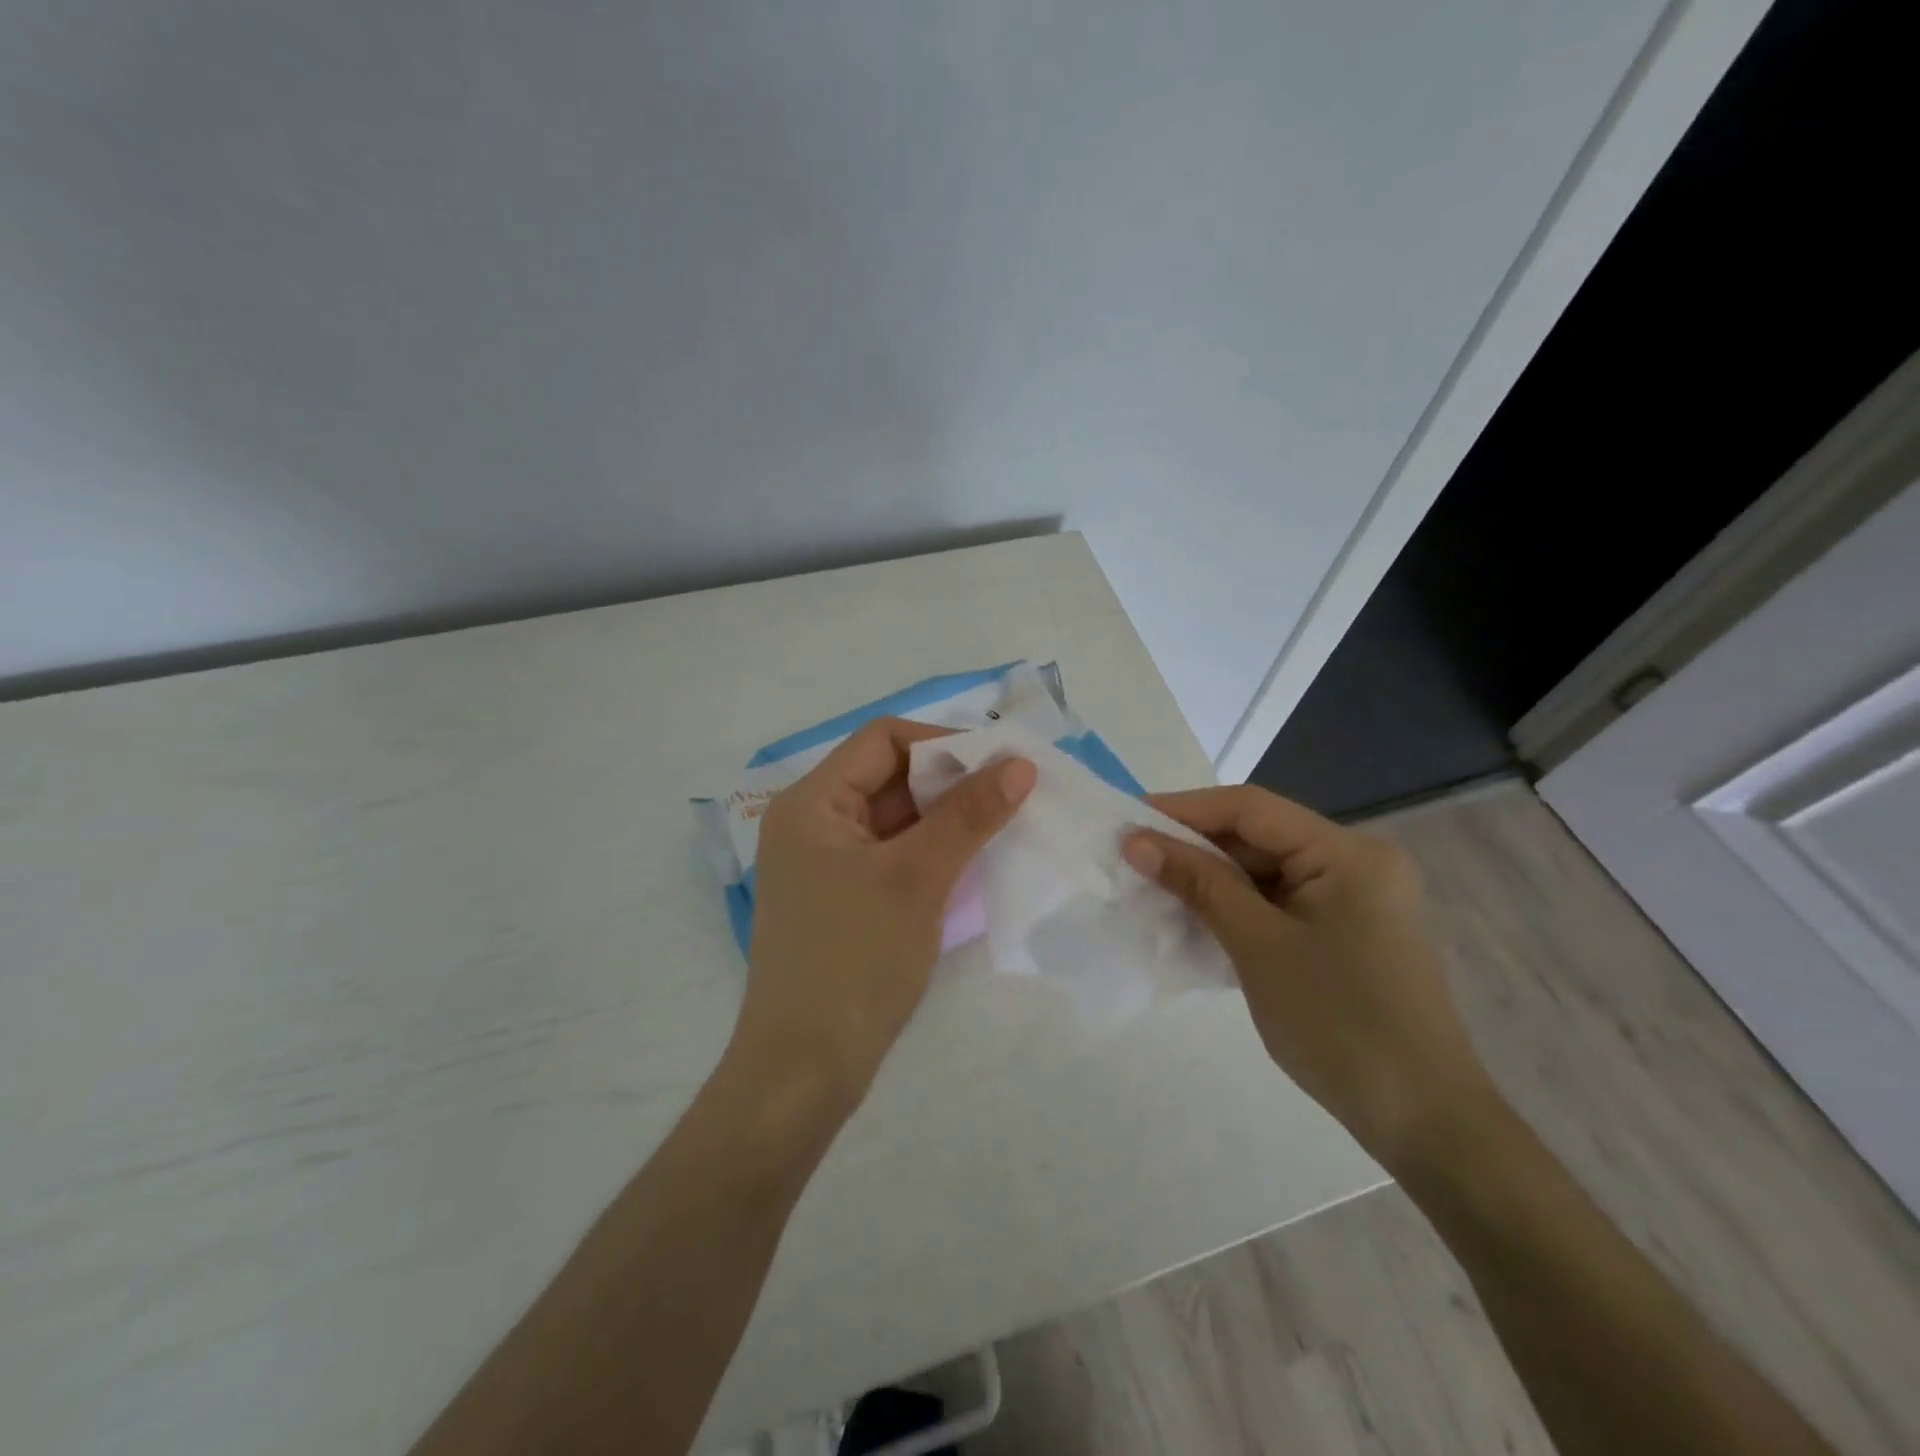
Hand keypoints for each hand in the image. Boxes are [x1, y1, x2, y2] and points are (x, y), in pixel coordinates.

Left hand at [731, 717, 1036, 1112]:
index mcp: (811, 803)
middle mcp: (813, 823)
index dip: (943, 743)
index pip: (882, 741)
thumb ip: (968, 816)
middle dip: (950, 781)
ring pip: (896, 818)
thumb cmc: (854, 960)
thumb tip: (1020, 765)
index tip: (1000, 765)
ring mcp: (827, 863)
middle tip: (1012, 794)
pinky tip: (973, 859)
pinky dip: (932, 850)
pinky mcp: (844, 897)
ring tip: (1003, 823)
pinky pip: (894, 854)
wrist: (805, 1069)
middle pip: (889, 777)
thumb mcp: (916, 879)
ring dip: (946, 817)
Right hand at [1123, 786, 1495, 1169]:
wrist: (1423, 1122)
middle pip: (1259, 837)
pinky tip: (1194, 919)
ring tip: (1152, 887)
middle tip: (1132, 859)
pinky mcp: (1345, 932)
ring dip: (1210, 880)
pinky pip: (1278, 902)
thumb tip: (1136, 841)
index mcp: (1348, 853)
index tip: (1126, 820)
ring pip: (1265, 871)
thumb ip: (1199, 884)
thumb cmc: (1339, 1023)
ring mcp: (1354, 899)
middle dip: (1194, 847)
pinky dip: (1236, 907)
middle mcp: (1356, 863)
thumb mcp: (1258, 946)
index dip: (1183, 809)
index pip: (1251, 809)